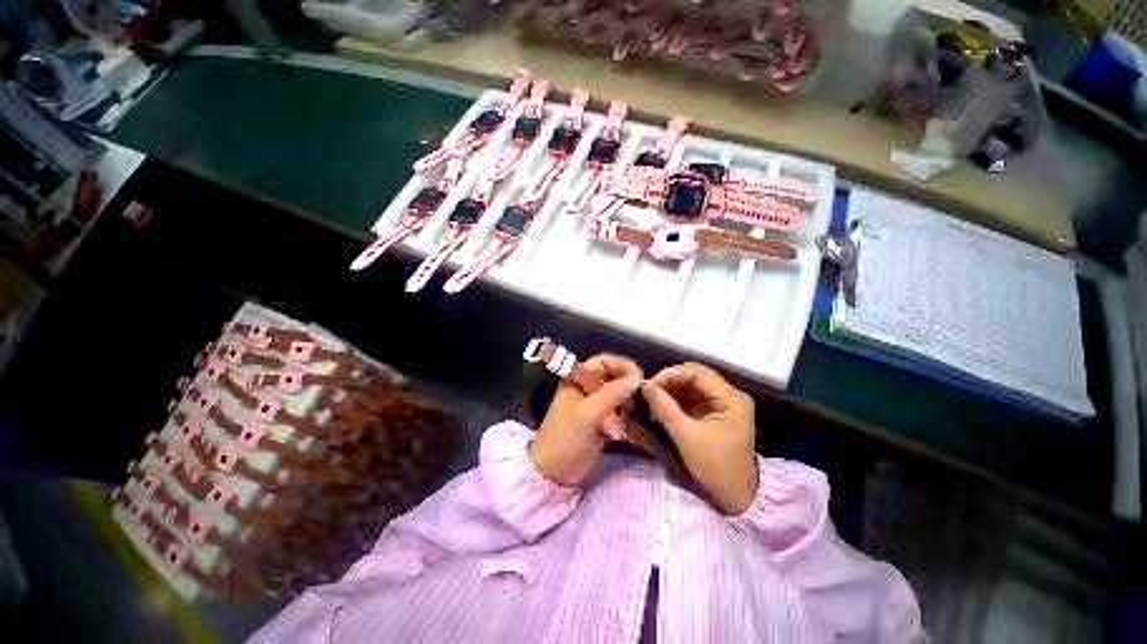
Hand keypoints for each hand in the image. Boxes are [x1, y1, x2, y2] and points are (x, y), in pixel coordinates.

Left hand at [529, 354, 642, 484]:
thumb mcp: (589, 413)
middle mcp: (588, 388)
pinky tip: (618, 432)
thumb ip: (612, 393)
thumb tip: (636, 377)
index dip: (621, 365)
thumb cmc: (566, 437)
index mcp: (578, 379)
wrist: (553, 472)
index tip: (638, 376)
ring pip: (618, 395)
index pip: (603, 361)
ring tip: (619, 423)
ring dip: (624, 406)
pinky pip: (618, 413)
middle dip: (625, 388)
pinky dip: (622, 419)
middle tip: (633, 403)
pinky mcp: (601, 421)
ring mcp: (594, 405)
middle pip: (613, 377)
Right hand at [642, 363, 757, 514]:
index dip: (671, 374)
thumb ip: (665, 408)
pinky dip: (676, 403)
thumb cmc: (715, 468)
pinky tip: (661, 411)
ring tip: (652, 403)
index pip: (697, 372)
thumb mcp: (687, 437)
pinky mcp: (716, 415)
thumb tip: (645, 385)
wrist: (736, 500)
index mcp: (731, 398)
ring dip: (671, 393)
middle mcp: (730, 396)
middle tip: (649, 393)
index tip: (650, 385)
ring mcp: (724, 405)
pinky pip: (693, 401)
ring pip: (692, 388)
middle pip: (695, 378)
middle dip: (670, 383)